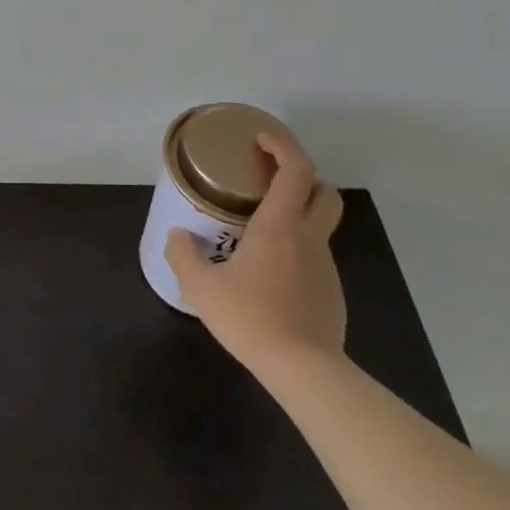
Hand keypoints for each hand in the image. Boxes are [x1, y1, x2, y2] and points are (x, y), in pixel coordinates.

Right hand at [168, 132, 345, 375]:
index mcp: (279, 226)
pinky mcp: (331, 293)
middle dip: (303, 176)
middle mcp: (308, 238)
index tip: (260, 140)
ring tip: (259, 232)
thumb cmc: (250, 317)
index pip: (296, 169)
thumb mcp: (201, 286)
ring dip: (297, 215)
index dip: (282, 146)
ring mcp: (325, 267)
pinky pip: (314, 258)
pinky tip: (270, 274)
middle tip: (272, 180)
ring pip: (320, 226)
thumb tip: (178, 235)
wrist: (303, 369)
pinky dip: (296, 251)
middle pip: (324, 192)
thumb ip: (184, 255)